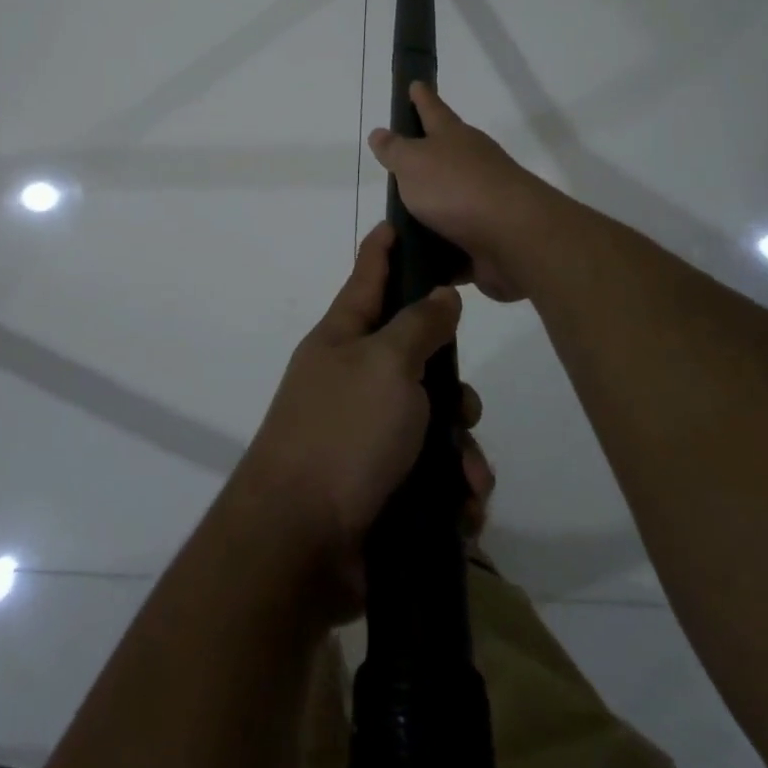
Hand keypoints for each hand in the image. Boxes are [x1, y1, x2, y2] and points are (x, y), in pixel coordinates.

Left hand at [235, 222, 477, 617]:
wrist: (299, 546)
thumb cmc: (343, 435)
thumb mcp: (385, 365)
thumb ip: (419, 325)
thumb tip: (440, 295)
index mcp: (343, 340)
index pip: (367, 278)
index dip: (384, 249)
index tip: (398, 221)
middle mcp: (353, 381)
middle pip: (415, 358)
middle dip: (451, 385)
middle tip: (463, 406)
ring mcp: (364, 437)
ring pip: (432, 423)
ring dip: (460, 451)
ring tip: (468, 479)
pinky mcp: (380, 488)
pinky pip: (431, 476)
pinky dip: (452, 492)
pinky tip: (462, 510)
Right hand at [367, 83, 552, 303]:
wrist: (514, 237)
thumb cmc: (457, 188)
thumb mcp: (414, 162)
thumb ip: (395, 150)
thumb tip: (380, 132)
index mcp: (453, 137)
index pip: (432, 109)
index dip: (421, 97)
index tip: (415, 83)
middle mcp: (471, 164)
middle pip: (445, 154)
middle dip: (425, 155)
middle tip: (398, 160)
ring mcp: (482, 202)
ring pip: (449, 200)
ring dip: (429, 208)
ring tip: (397, 219)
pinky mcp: (486, 238)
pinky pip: (454, 242)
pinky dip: (438, 248)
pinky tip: (418, 258)